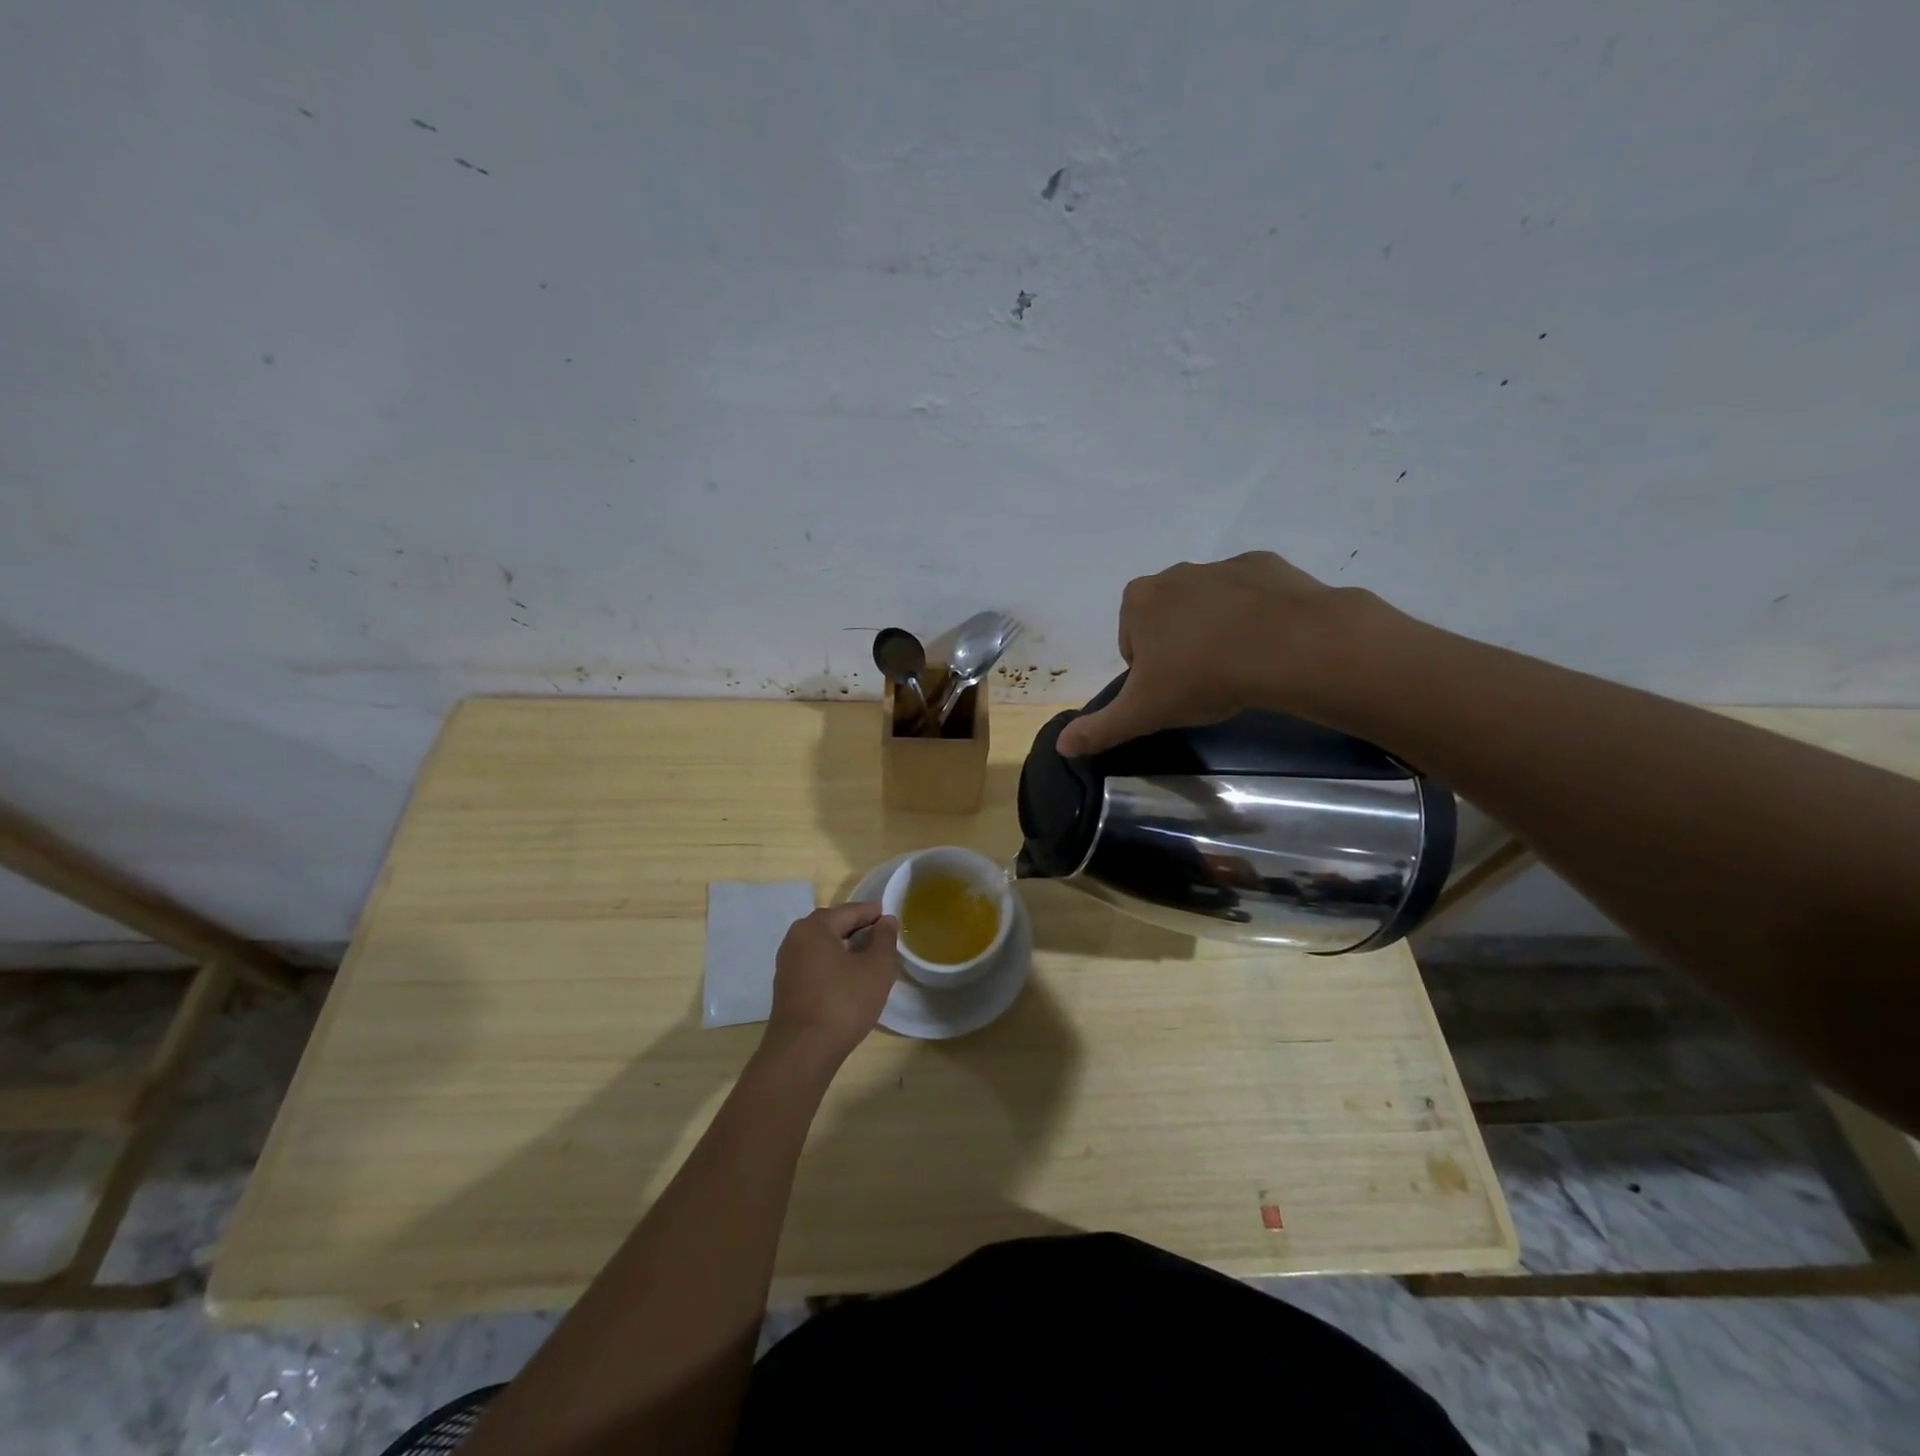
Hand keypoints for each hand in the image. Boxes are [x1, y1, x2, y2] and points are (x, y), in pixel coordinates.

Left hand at [763, 903, 898, 1067]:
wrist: (802, 1053)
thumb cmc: (843, 1004)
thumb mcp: (876, 969)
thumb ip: (884, 939)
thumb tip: (885, 920)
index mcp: (814, 928)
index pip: (850, 911)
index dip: (873, 913)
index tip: (892, 918)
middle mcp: (795, 939)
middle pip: (833, 925)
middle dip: (859, 929)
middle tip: (883, 938)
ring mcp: (787, 964)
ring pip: (823, 946)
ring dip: (846, 948)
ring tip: (870, 959)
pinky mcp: (787, 986)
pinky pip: (815, 964)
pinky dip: (833, 964)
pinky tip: (850, 979)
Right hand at [1056, 551, 1377, 756]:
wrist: (1287, 646)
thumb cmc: (1202, 676)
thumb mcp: (1143, 712)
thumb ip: (1099, 729)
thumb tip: (1061, 746)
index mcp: (1138, 601)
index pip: (1131, 642)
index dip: (1149, 671)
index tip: (1173, 690)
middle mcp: (1174, 574)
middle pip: (1167, 619)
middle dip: (1180, 646)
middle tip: (1204, 680)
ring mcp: (1221, 566)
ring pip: (1208, 605)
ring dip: (1216, 630)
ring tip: (1240, 665)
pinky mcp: (1264, 565)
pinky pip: (1250, 594)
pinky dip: (1254, 615)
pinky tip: (1267, 643)